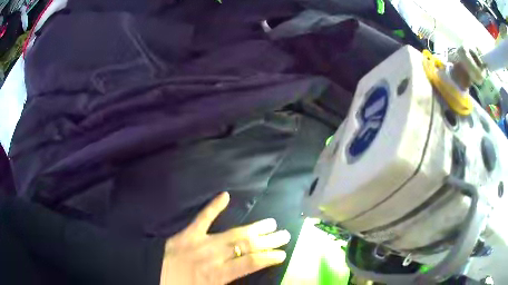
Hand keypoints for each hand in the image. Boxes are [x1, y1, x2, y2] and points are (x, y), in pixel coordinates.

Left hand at [159, 192, 290, 284]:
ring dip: (253, 228)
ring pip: (232, 234)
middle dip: (267, 241)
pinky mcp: (187, 234)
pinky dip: (213, 207)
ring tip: (270, 223)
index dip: (268, 257)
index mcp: (218, 275)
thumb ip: (228, 283)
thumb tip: (245, 272)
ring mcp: (200, 242)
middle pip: (245, 246)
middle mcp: (213, 257)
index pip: (250, 263)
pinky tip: (225, 195)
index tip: (282, 254)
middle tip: (284, 234)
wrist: (153, 277)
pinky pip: (202, 218)